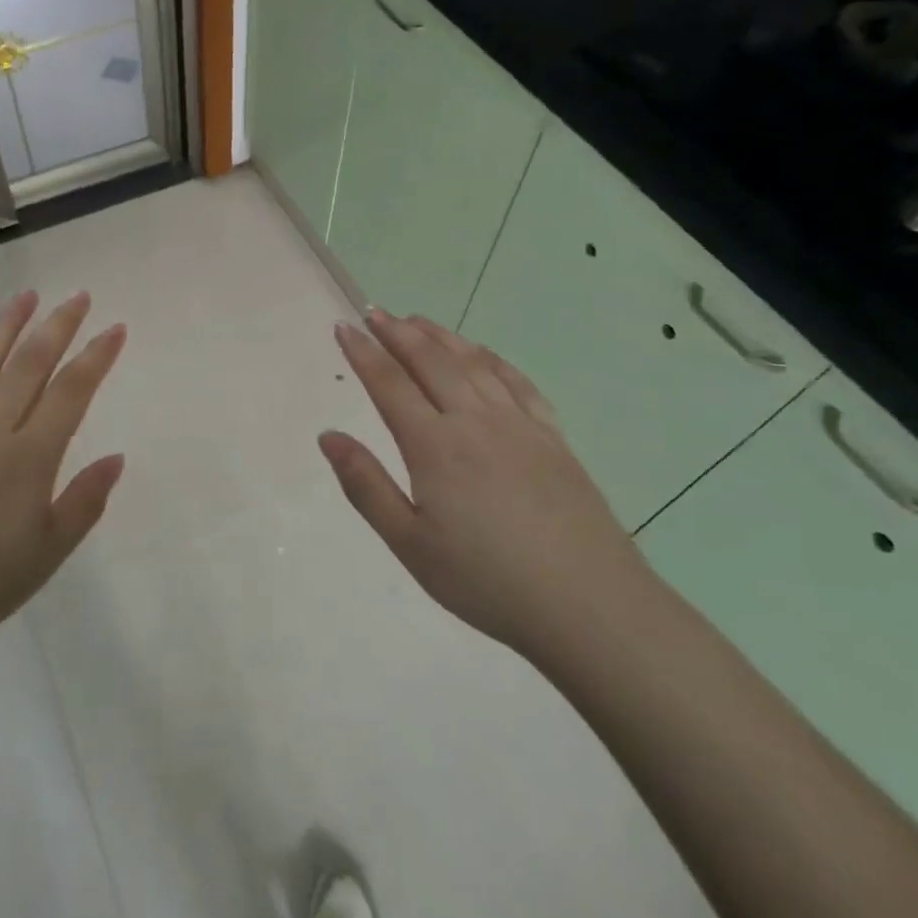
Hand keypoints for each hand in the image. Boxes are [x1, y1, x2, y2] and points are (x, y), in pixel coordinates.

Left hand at [0, 290, 126, 670]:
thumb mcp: (47, 554)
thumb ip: (84, 501)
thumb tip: (117, 457)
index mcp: (27, 458)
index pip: (71, 392)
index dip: (96, 356)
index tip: (115, 328)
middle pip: (28, 364)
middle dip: (57, 326)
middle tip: (78, 296)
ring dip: (5, 325)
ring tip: (26, 295)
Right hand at [319, 311, 649, 656]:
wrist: (589, 605)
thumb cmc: (486, 581)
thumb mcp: (409, 543)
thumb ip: (365, 485)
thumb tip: (328, 435)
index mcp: (435, 446)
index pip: (389, 384)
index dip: (362, 352)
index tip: (343, 327)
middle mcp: (475, 421)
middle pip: (431, 361)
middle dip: (397, 332)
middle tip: (374, 312)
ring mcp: (519, 425)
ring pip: (473, 363)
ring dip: (441, 336)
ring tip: (416, 320)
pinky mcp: (553, 437)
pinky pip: (517, 382)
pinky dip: (492, 358)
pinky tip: (481, 353)